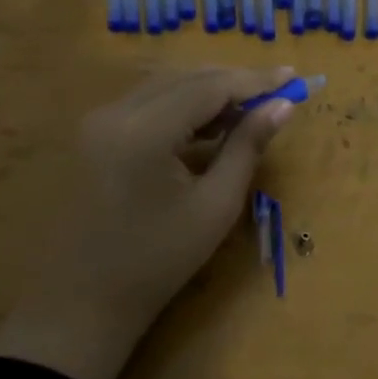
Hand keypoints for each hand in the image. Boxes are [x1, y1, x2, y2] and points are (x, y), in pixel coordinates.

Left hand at [0, 65, 296, 378]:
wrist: (84, 301)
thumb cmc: (158, 261)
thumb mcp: (215, 206)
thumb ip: (248, 147)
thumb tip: (283, 106)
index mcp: (144, 130)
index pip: (209, 86)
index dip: (255, 80)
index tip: (293, 77)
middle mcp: (115, 112)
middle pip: (186, 78)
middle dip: (233, 82)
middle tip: (277, 93)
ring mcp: (98, 121)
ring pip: (165, 86)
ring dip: (208, 92)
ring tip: (250, 111)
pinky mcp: (94, 134)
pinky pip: (147, 104)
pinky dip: (182, 107)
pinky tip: (209, 126)